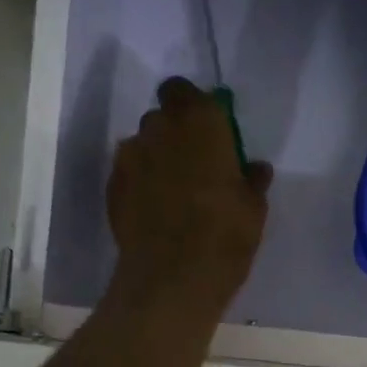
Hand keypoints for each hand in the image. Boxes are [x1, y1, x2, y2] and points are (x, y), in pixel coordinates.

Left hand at [107, 78, 272, 312]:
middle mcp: (159, 128)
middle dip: (176, 133)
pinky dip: (141, 184)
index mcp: (200, 121)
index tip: (209, 131)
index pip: (184, 89)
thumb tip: (253, 168)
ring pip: (143, 145)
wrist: (171, 277)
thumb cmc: (225, 234)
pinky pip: (129, 174)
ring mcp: (129, 157)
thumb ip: (251, 180)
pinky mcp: (112, 187)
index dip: (194, 106)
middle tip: (196, 165)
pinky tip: (155, 211)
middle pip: (162, 117)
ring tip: (174, 192)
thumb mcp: (254, 208)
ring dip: (157, 158)